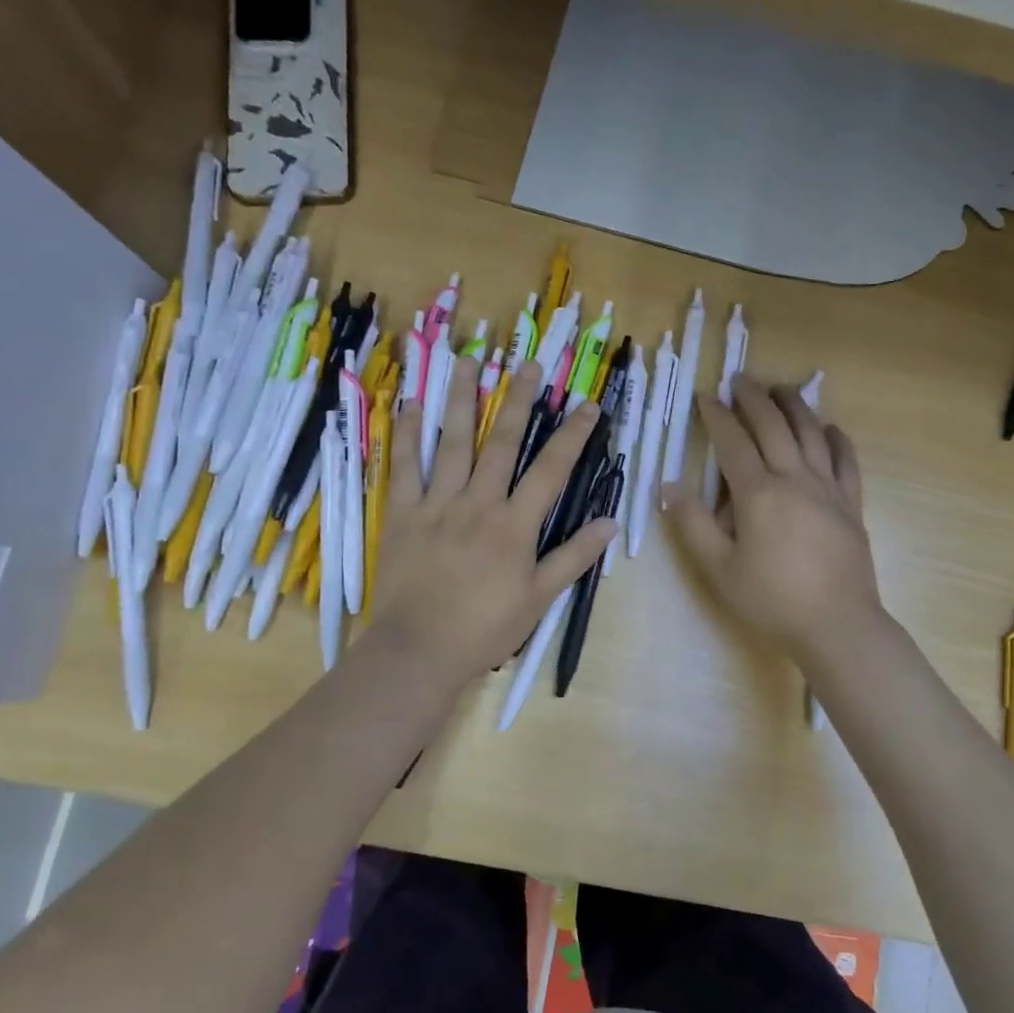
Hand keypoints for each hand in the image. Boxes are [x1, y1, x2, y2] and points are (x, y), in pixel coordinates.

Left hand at [367, 358, 616, 685]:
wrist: (418, 649)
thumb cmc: (485, 627)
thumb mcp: (540, 598)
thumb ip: (574, 557)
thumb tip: (610, 523)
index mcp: (515, 524)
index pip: (551, 469)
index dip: (573, 435)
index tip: (589, 404)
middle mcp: (478, 503)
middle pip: (502, 442)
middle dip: (520, 401)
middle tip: (530, 364)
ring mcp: (437, 504)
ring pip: (452, 443)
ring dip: (463, 401)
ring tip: (469, 363)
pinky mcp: (403, 514)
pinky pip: (404, 467)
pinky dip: (406, 434)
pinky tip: (409, 404)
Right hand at [666, 378, 880, 666]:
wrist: (837, 624)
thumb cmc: (771, 599)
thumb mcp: (718, 568)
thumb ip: (692, 524)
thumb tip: (667, 486)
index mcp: (758, 493)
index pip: (733, 442)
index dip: (717, 416)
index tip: (705, 396)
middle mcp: (794, 478)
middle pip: (773, 426)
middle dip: (754, 398)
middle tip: (741, 379)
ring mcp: (828, 488)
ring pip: (811, 433)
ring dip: (795, 406)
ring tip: (782, 389)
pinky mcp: (851, 503)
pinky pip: (846, 459)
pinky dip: (836, 438)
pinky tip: (829, 428)